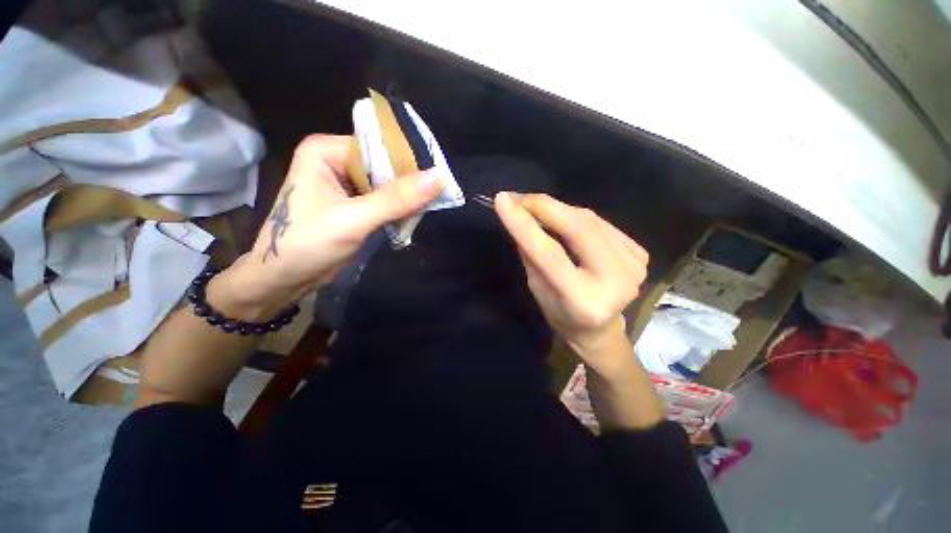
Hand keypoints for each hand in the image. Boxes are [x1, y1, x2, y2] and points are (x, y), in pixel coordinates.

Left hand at [217, 135, 444, 320]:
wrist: (283, 279)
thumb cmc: (307, 244)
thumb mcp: (353, 219)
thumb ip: (396, 199)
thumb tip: (438, 178)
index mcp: (326, 151)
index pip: (379, 147)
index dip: (408, 162)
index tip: (438, 178)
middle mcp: (336, 161)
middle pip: (385, 166)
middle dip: (409, 184)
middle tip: (437, 196)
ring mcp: (345, 184)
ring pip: (388, 185)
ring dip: (407, 199)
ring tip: (429, 208)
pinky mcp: (354, 204)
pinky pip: (384, 201)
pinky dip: (399, 210)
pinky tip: (413, 217)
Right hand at [494, 192, 648, 370]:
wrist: (601, 328)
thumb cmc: (561, 314)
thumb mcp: (537, 288)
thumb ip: (531, 254)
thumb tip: (521, 216)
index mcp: (583, 300)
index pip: (549, 253)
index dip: (524, 224)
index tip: (502, 200)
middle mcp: (615, 281)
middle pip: (577, 228)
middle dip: (543, 206)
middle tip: (517, 197)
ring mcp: (633, 266)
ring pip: (589, 220)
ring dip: (557, 209)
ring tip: (534, 206)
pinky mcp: (639, 254)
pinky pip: (600, 223)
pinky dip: (576, 216)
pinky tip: (562, 219)